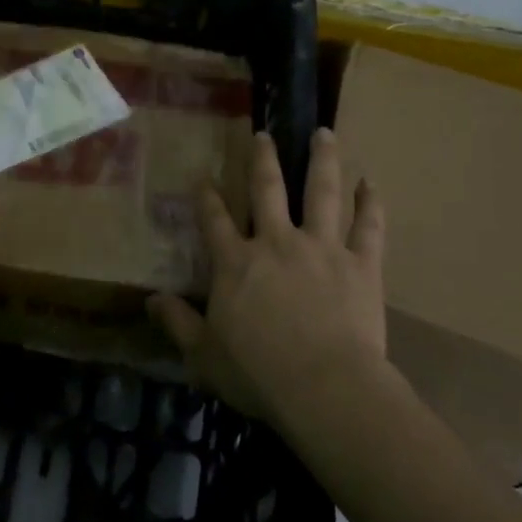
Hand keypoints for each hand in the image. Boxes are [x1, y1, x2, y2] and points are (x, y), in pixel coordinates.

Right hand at [148, 128, 386, 421]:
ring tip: (324, 133)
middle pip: (267, 189)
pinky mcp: (360, 265)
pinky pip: (368, 227)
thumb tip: (150, 299)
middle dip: (263, 159)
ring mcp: (322, 248)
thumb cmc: (258, 374)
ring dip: (322, 160)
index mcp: (236, 263)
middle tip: (263, 134)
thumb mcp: (203, 355)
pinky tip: (371, 184)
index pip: (214, 219)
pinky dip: (371, 204)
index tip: (202, 176)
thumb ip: (177, 323)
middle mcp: (277, 242)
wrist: (325, 388)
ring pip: (322, 193)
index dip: (206, 196)